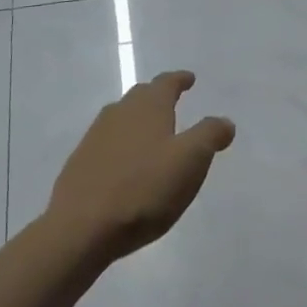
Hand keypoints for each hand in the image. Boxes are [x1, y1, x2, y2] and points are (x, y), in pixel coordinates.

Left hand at [45, 71, 235, 263]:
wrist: (81, 227)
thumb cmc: (144, 189)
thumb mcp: (190, 161)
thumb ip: (209, 135)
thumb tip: (224, 121)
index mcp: (148, 107)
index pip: (167, 83)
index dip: (180, 80)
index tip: (189, 79)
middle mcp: (120, 112)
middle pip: (142, 96)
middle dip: (159, 97)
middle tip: (173, 103)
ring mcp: (96, 137)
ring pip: (123, 118)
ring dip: (139, 120)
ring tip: (153, 135)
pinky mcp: (81, 162)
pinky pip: (108, 143)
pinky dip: (123, 144)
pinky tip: (128, 164)